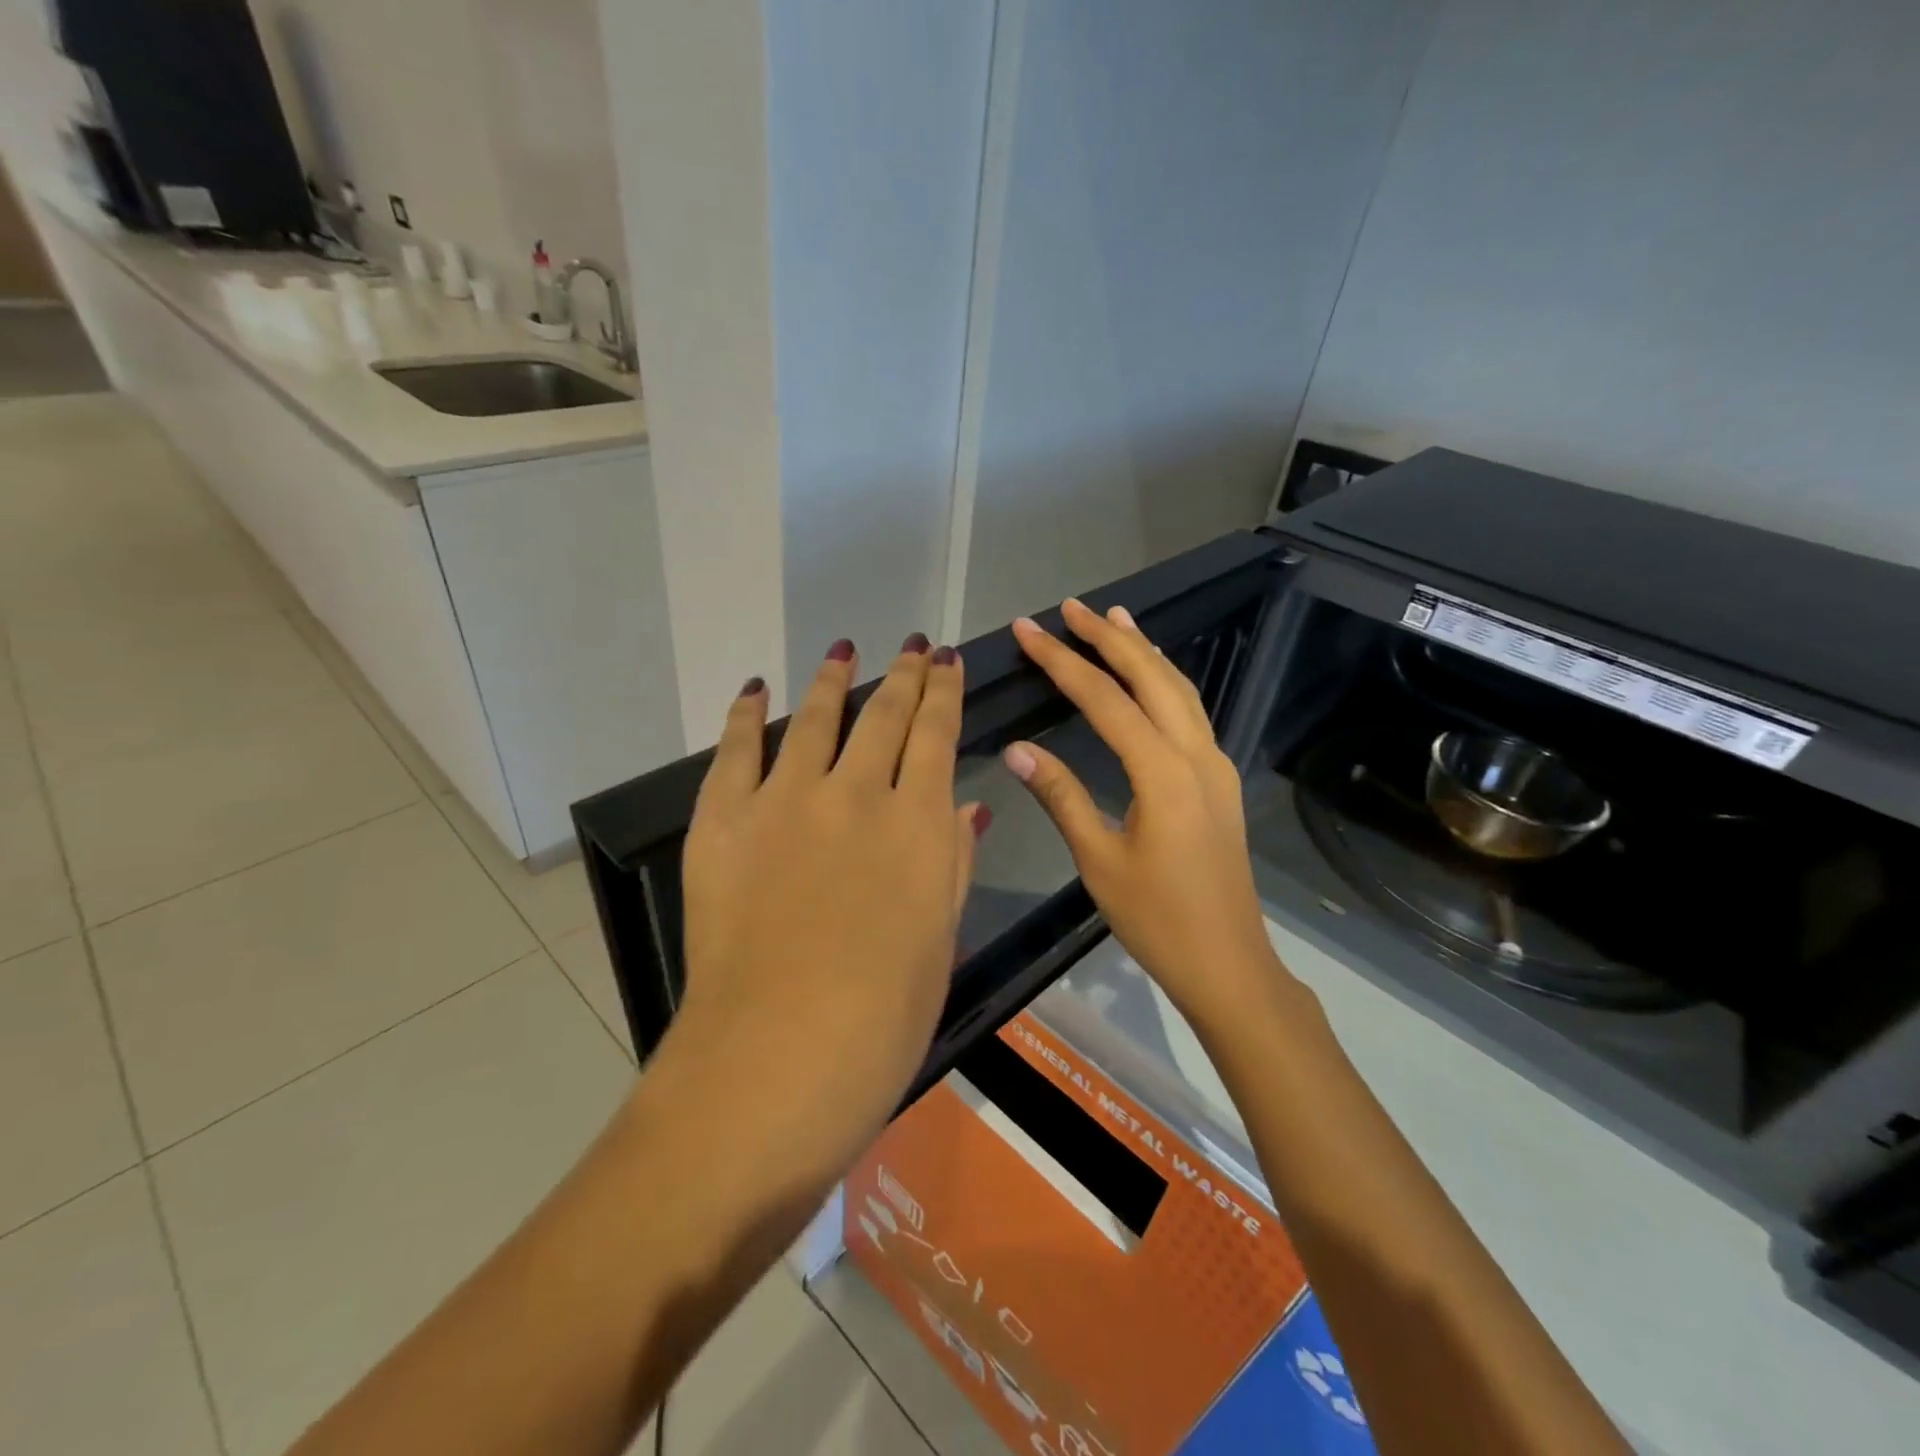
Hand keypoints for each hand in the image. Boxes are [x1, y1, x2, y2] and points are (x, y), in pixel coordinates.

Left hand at [673, 635, 982, 1179]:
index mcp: (918, 824)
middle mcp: (858, 793)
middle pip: (885, 715)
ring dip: (835, 679)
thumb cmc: (883, 1018)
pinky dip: (748, 714)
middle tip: (911, 645)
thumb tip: (967, 808)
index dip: (944, 693)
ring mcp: (787, 800)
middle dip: (904, 674)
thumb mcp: (940, 940)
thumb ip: (952, 864)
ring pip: (818, 718)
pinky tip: (757, 690)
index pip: (936, 736)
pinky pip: (738, 751)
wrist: (777, 1058)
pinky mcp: (725, 819)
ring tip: (844, 649)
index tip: (945, 661)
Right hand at [1004, 600, 1285, 1027]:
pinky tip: (1149, 677)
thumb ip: (1060, 796)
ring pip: (1179, 689)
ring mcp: (1214, 765)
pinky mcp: (1219, 780)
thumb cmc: (1158, 919)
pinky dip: (1165, 681)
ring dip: (1144, 651)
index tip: (1028, 630)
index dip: (1062, 661)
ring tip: (1113, 619)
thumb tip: (1017, 749)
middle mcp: (1195, 755)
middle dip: (1108, 638)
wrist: (1228, 963)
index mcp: (1162, 773)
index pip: (1104, 699)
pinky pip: (1191, 712)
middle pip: (1151, 678)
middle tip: (1070, 607)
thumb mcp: (1099, 860)